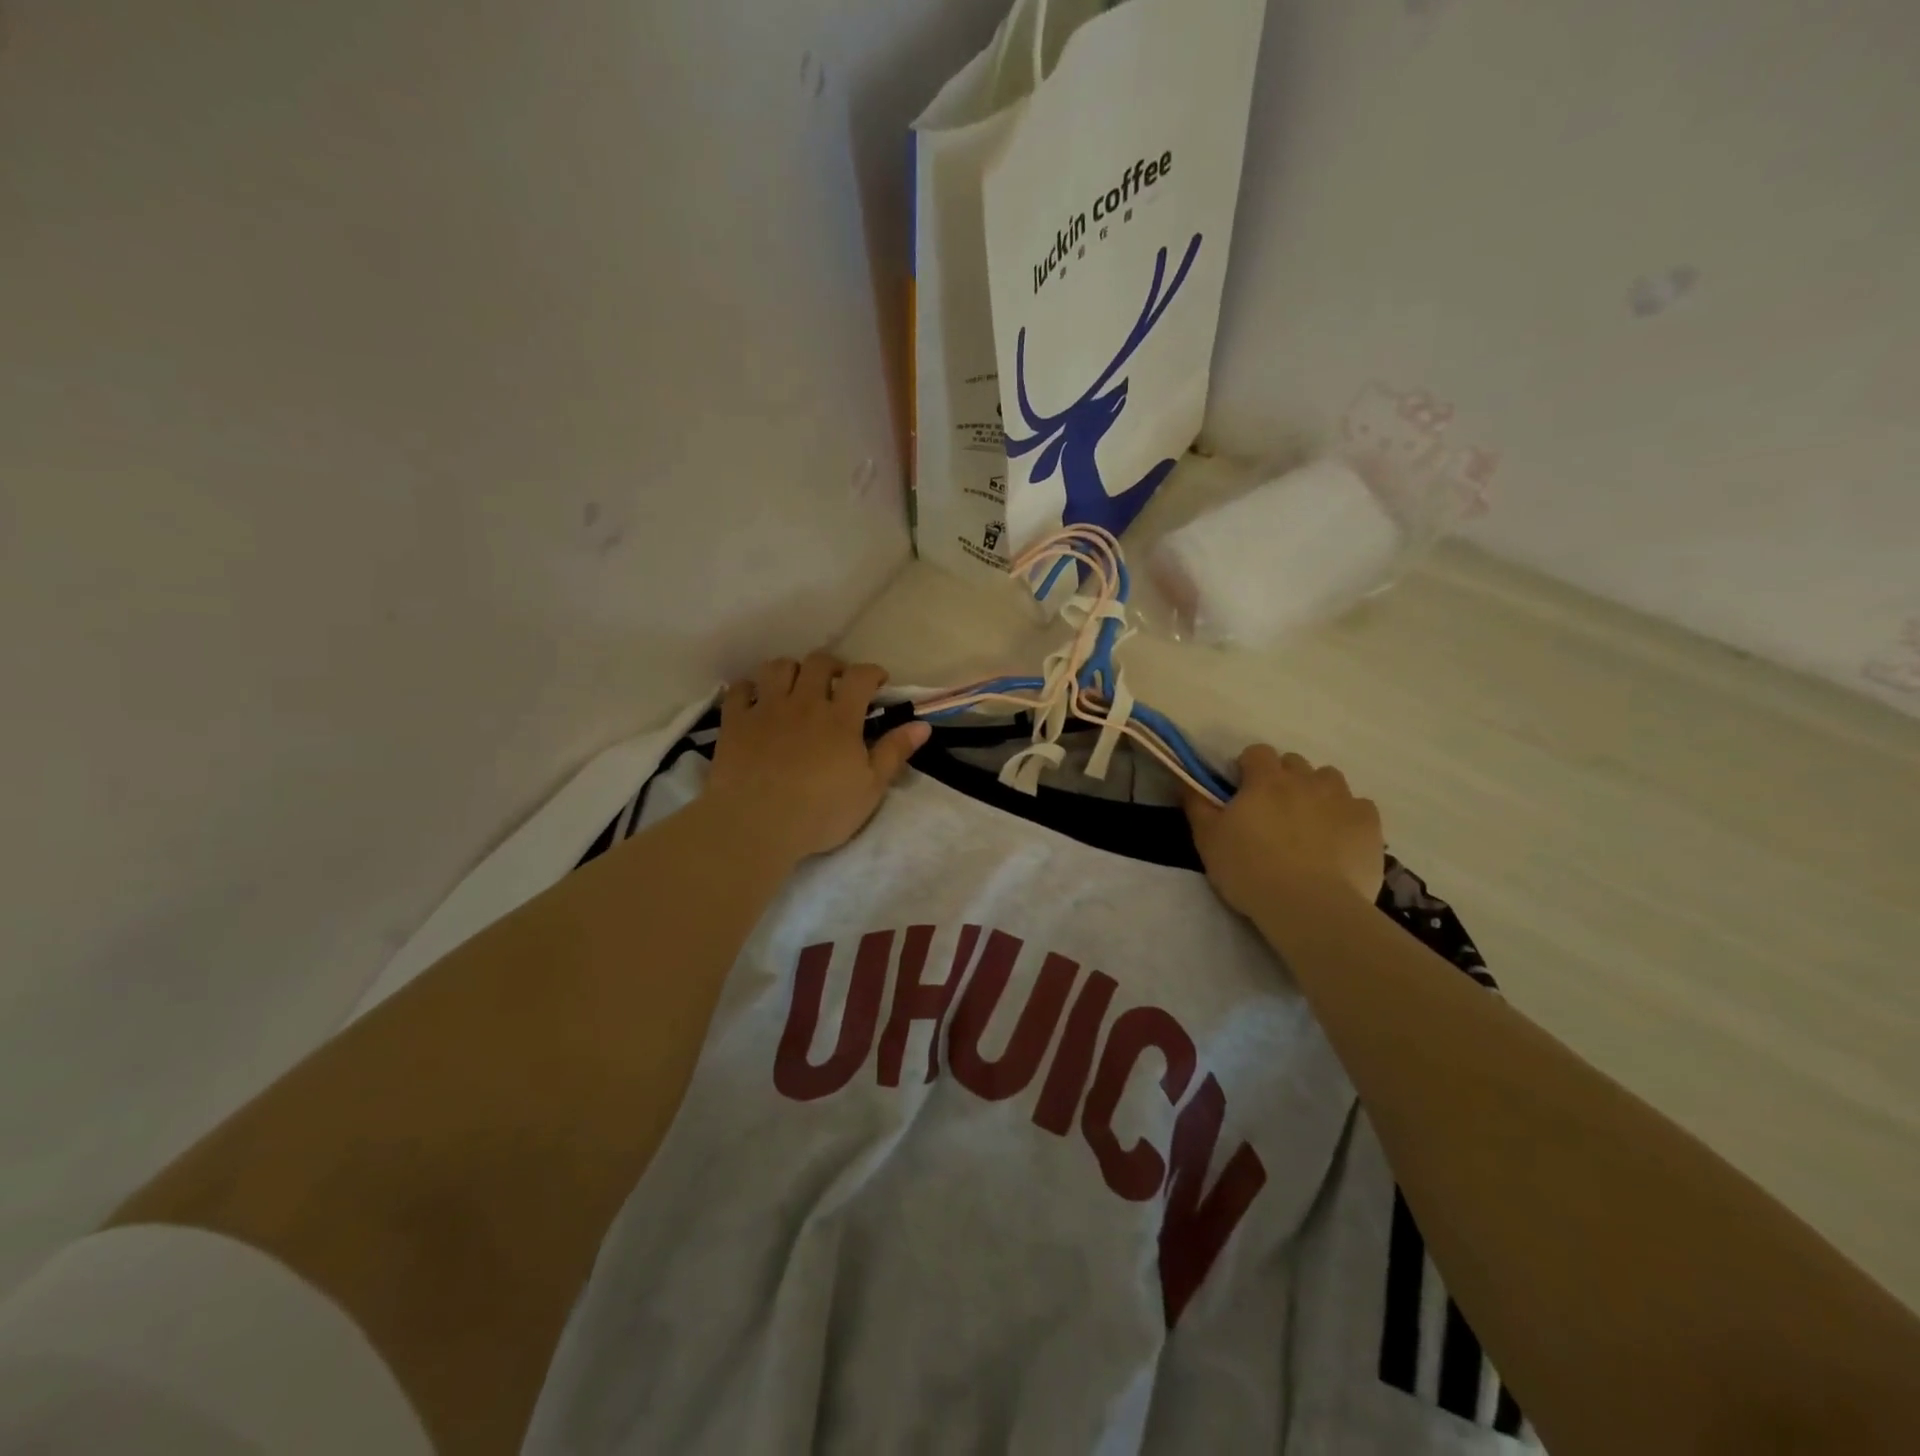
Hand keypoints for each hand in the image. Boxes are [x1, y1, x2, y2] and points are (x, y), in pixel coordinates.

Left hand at [706, 652, 930, 863]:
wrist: (756, 826)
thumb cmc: (821, 812)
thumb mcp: (870, 789)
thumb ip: (894, 753)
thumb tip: (922, 725)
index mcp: (840, 718)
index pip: (860, 676)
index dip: (872, 672)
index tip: (878, 682)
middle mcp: (804, 703)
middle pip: (817, 663)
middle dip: (832, 666)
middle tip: (836, 683)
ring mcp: (766, 709)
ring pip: (777, 667)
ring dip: (791, 670)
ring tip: (795, 687)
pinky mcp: (735, 723)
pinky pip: (739, 690)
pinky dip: (750, 689)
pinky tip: (756, 701)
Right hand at [1183, 745, 1384, 914]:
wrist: (1309, 906)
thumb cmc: (1249, 870)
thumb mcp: (1208, 840)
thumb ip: (1197, 805)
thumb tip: (1186, 780)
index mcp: (1266, 780)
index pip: (1257, 752)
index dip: (1248, 768)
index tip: (1242, 792)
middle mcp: (1306, 780)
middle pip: (1295, 763)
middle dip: (1283, 779)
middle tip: (1273, 812)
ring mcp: (1342, 799)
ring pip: (1329, 779)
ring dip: (1317, 792)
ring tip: (1309, 825)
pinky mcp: (1369, 823)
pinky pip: (1359, 806)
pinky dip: (1347, 816)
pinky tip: (1338, 841)